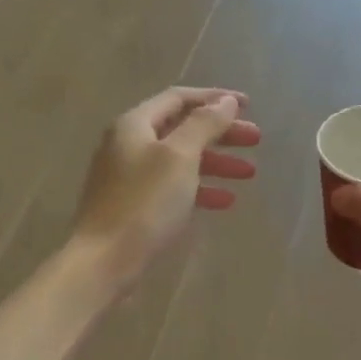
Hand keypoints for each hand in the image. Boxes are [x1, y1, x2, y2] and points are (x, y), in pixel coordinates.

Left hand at [71, 87, 260, 287]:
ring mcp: (129, 177)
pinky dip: (200, 189)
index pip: (179, 98)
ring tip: (249, 172)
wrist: (104, 261)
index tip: (248, 106)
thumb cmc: (144, 203)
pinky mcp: (134, 206)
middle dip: (221, 133)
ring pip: (180, 160)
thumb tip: (226, 101)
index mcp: (135, 124)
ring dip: (216, 162)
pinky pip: (173, 188)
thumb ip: (204, 124)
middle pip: (182, 129)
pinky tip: (225, 201)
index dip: (215, 98)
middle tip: (255, 140)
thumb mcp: (180, 157)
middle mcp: (129, 144)